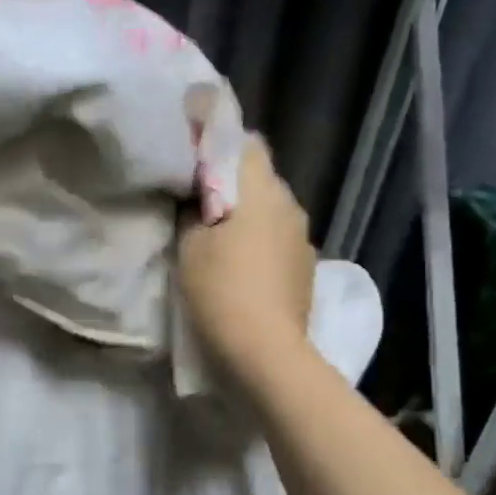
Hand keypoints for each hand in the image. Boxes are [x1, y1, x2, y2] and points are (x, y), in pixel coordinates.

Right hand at [179, 137, 315, 385]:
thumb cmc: (220, 290)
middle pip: (260, 178)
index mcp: (261, 190)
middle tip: (197, 202)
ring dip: (247, 216)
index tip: (193, 157)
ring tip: (219, 238)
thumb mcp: (189, 246)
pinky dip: (260, 243)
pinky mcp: (306, 268)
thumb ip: (192, 211)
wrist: (264, 351)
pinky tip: (241, 267)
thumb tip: (198, 197)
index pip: (246, 143)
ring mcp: (303, 238)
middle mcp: (290, 205)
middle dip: (231, 184)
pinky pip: (279, 240)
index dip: (219, 144)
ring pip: (271, 211)